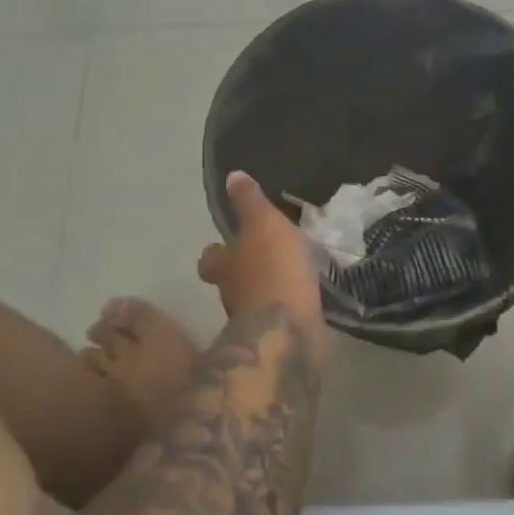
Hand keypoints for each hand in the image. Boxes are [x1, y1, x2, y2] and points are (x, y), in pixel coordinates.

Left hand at [198, 171, 326, 333]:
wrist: (289, 330)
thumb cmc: (272, 270)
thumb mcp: (263, 224)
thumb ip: (249, 202)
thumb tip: (232, 176)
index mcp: (224, 266)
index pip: (209, 258)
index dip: (216, 251)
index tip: (224, 245)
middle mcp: (231, 295)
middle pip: (230, 282)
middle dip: (244, 272)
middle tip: (264, 259)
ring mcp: (253, 321)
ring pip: (255, 301)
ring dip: (267, 291)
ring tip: (290, 276)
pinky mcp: (277, 338)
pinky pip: (280, 317)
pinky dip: (287, 308)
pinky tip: (304, 299)